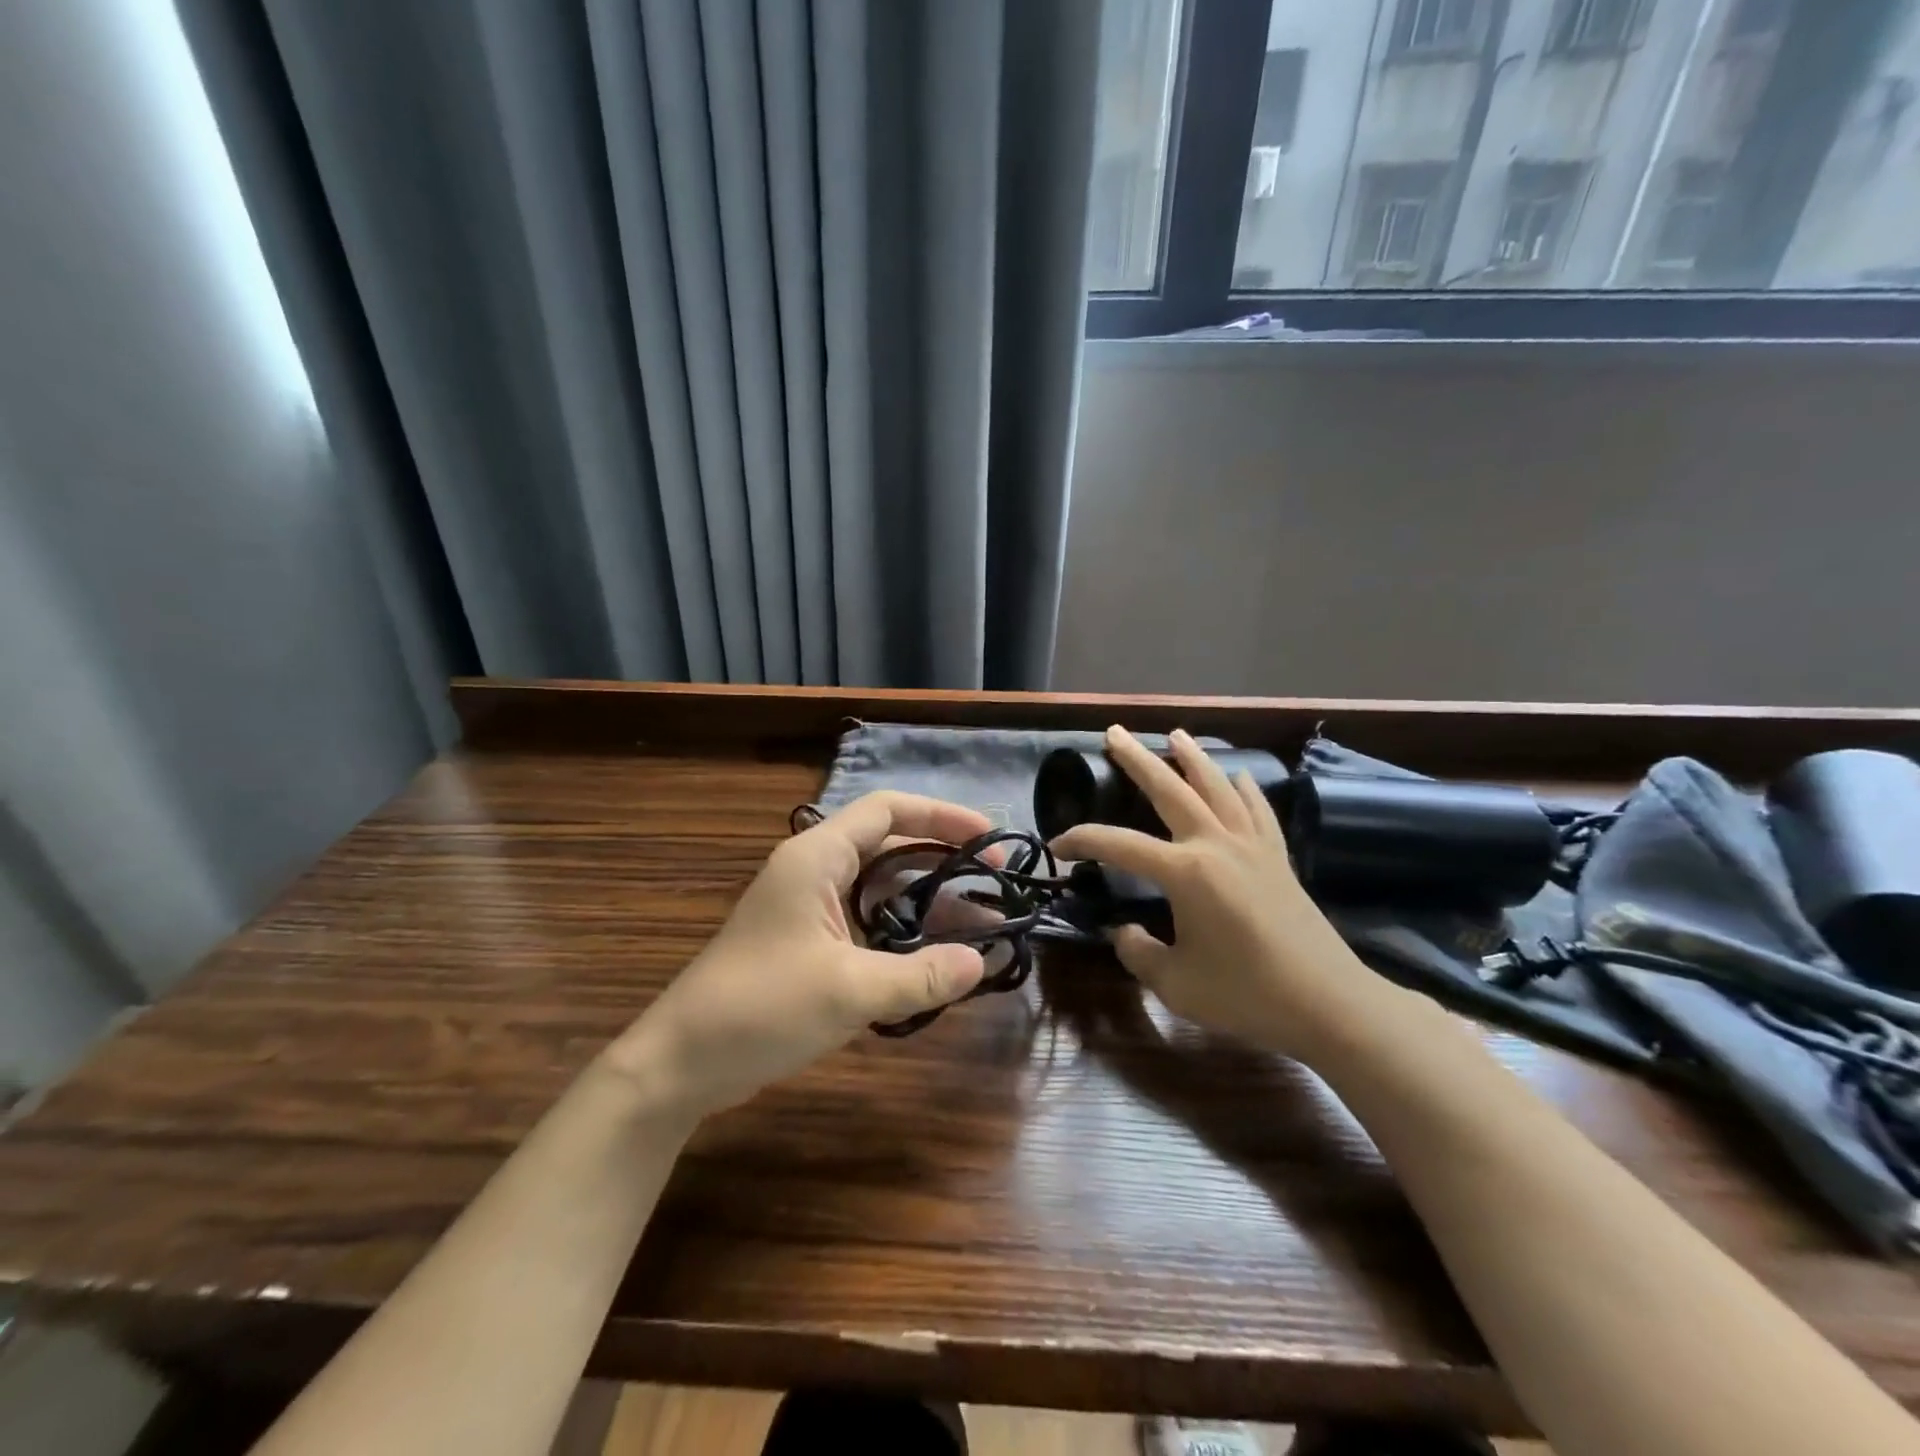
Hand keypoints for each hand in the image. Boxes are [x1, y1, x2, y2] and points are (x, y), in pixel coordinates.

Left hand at [604, 792, 990, 1119]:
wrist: (681, 1063)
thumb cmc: (761, 1009)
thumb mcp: (850, 991)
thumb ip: (921, 975)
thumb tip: (980, 963)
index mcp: (817, 857)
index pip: (887, 809)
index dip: (942, 815)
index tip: (988, 837)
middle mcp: (812, 869)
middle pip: (888, 843)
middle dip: (941, 859)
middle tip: (991, 883)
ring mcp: (806, 906)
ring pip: (878, 886)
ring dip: (924, 900)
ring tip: (976, 923)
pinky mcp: (804, 940)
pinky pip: (864, 918)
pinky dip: (900, 929)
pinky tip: (931, 956)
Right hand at [1052, 726, 1392, 1064]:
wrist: (1329, 1004)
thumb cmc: (1247, 995)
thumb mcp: (1176, 984)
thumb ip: (1138, 953)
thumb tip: (1124, 931)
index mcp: (1185, 872)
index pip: (1119, 845)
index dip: (1083, 841)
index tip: (1058, 846)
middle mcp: (1216, 845)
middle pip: (1170, 790)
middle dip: (1138, 759)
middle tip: (1114, 733)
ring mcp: (1252, 846)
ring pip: (1217, 787)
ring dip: (1193, 757)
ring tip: (1175, 734)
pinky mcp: (1279, 858)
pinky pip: (1258, 810)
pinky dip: (1246, 788)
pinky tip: (1240, 775)